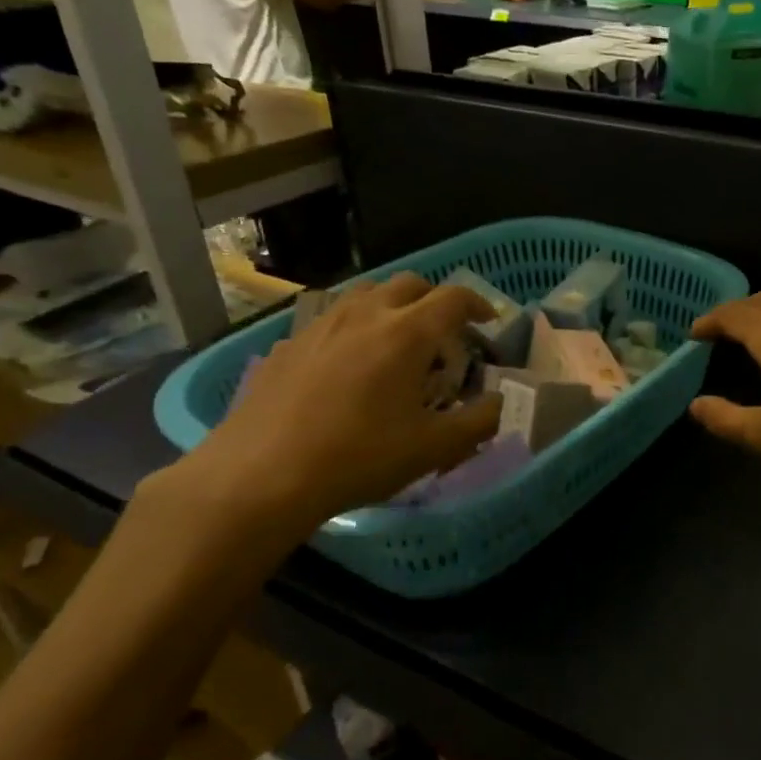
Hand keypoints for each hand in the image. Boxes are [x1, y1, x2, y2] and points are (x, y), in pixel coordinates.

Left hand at [167, 273, 501, 542]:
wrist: (260, 475)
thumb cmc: (359, 457)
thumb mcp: (434, 448)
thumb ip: (479, 422)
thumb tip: (501, 403)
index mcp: (406, 333)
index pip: (453, 298)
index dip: (477, 304)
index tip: (488, 320)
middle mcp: (364, 315)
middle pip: (410, 284)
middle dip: (435, 300)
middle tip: (445, 332)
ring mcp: (320, 326)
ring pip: (366, 294)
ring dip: (392, 306)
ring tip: (397, 341)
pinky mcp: (288, 345)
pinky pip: (331, 320)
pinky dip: (354, 328)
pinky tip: (348, 366)